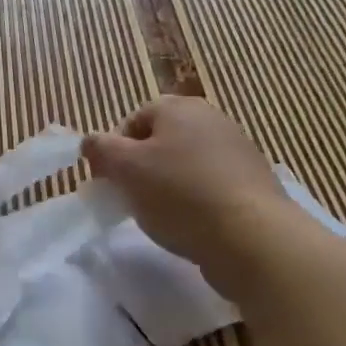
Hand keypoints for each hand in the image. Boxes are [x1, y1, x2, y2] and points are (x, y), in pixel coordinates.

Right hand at [83, 96, 291, 267]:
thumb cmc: (180, 195)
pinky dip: (197, 201)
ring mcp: (238, 150)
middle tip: (133, 199)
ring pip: (187, 164)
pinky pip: (212, 186)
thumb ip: (101, 149)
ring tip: (163, 216)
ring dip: (170, 186)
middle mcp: (211, 119)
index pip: (133, 121)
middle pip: (161, 141)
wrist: (253, 238)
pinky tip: (194, 225)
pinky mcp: (254, 183)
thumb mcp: (126, 169)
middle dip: (142, 168)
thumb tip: (90, 142)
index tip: (110, 182)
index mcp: (179, 108)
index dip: (114, 151)